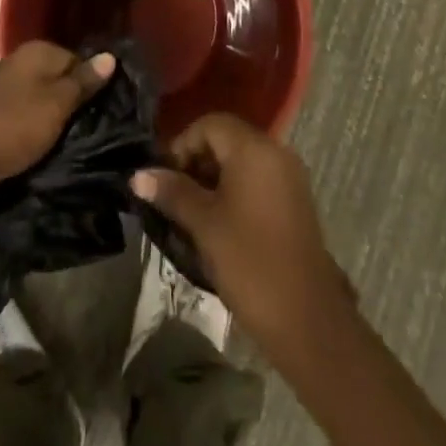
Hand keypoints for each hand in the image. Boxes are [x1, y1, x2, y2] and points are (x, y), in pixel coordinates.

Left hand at [0, 43, 113, 202]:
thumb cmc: (13, 126)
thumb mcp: (56, 104)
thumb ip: (83, 82)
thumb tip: (110, 56)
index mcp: (37, 52)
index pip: (79, 60)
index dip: (94, 84)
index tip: (109, 111)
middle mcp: (21, 64)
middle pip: (60, 81)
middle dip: (76, 105)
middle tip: (98, 130)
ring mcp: (6, 91)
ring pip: (44, 103)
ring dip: (58, 123)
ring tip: (79, 145)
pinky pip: (28, 121)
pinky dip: (38, 134)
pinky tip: (50, 152)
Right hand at [132, 113, 347, 352]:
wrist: (307, 320)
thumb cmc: (250, 263)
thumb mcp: (204, 225)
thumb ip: (172, 192)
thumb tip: (138, 175)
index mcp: (254, 149)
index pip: (209, 125)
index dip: (181, 145)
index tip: (164, 180)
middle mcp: (275, 152)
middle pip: (226, 139)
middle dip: (196, 162)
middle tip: (174, 198)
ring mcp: (289, 176)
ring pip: (241, 161)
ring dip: (214, 178)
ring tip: (192, 214)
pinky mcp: (294, 201)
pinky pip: (258, 179)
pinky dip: (235, 191)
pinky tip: (219, 224)